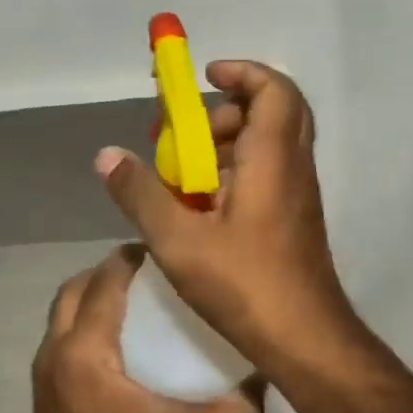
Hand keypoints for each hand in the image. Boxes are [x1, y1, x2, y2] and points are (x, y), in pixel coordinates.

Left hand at [23, 246, 262, 412]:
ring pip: (63, 309)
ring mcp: (44, 368)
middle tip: (151, 271)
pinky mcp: (44, 386)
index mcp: (85, 349)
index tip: (165, 251)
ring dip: (93, 293)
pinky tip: (119, 340)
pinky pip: (62, 332)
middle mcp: (57, 348)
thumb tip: (268, 381)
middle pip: (76, 287)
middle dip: (108, 270)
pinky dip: (85, 318)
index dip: (130, 259)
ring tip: (136, 298)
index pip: (104, 283)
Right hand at [95, 60, 361, 373]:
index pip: (273, 89)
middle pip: (271, 112)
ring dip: (226, 145)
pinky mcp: (293, 220)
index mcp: (272, 159)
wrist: (305, 340)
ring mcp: (297, 195)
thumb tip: (107, 156)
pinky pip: (267, 175)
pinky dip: (235, 174)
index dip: (242, 72)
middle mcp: (293, 168)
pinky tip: (200, 209)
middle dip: (225, 111)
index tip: (205, 77)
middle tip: (185, 133)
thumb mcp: (178, 241)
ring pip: (268, 146)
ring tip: (182, 175)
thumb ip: (141, 195)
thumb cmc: (245, 285)